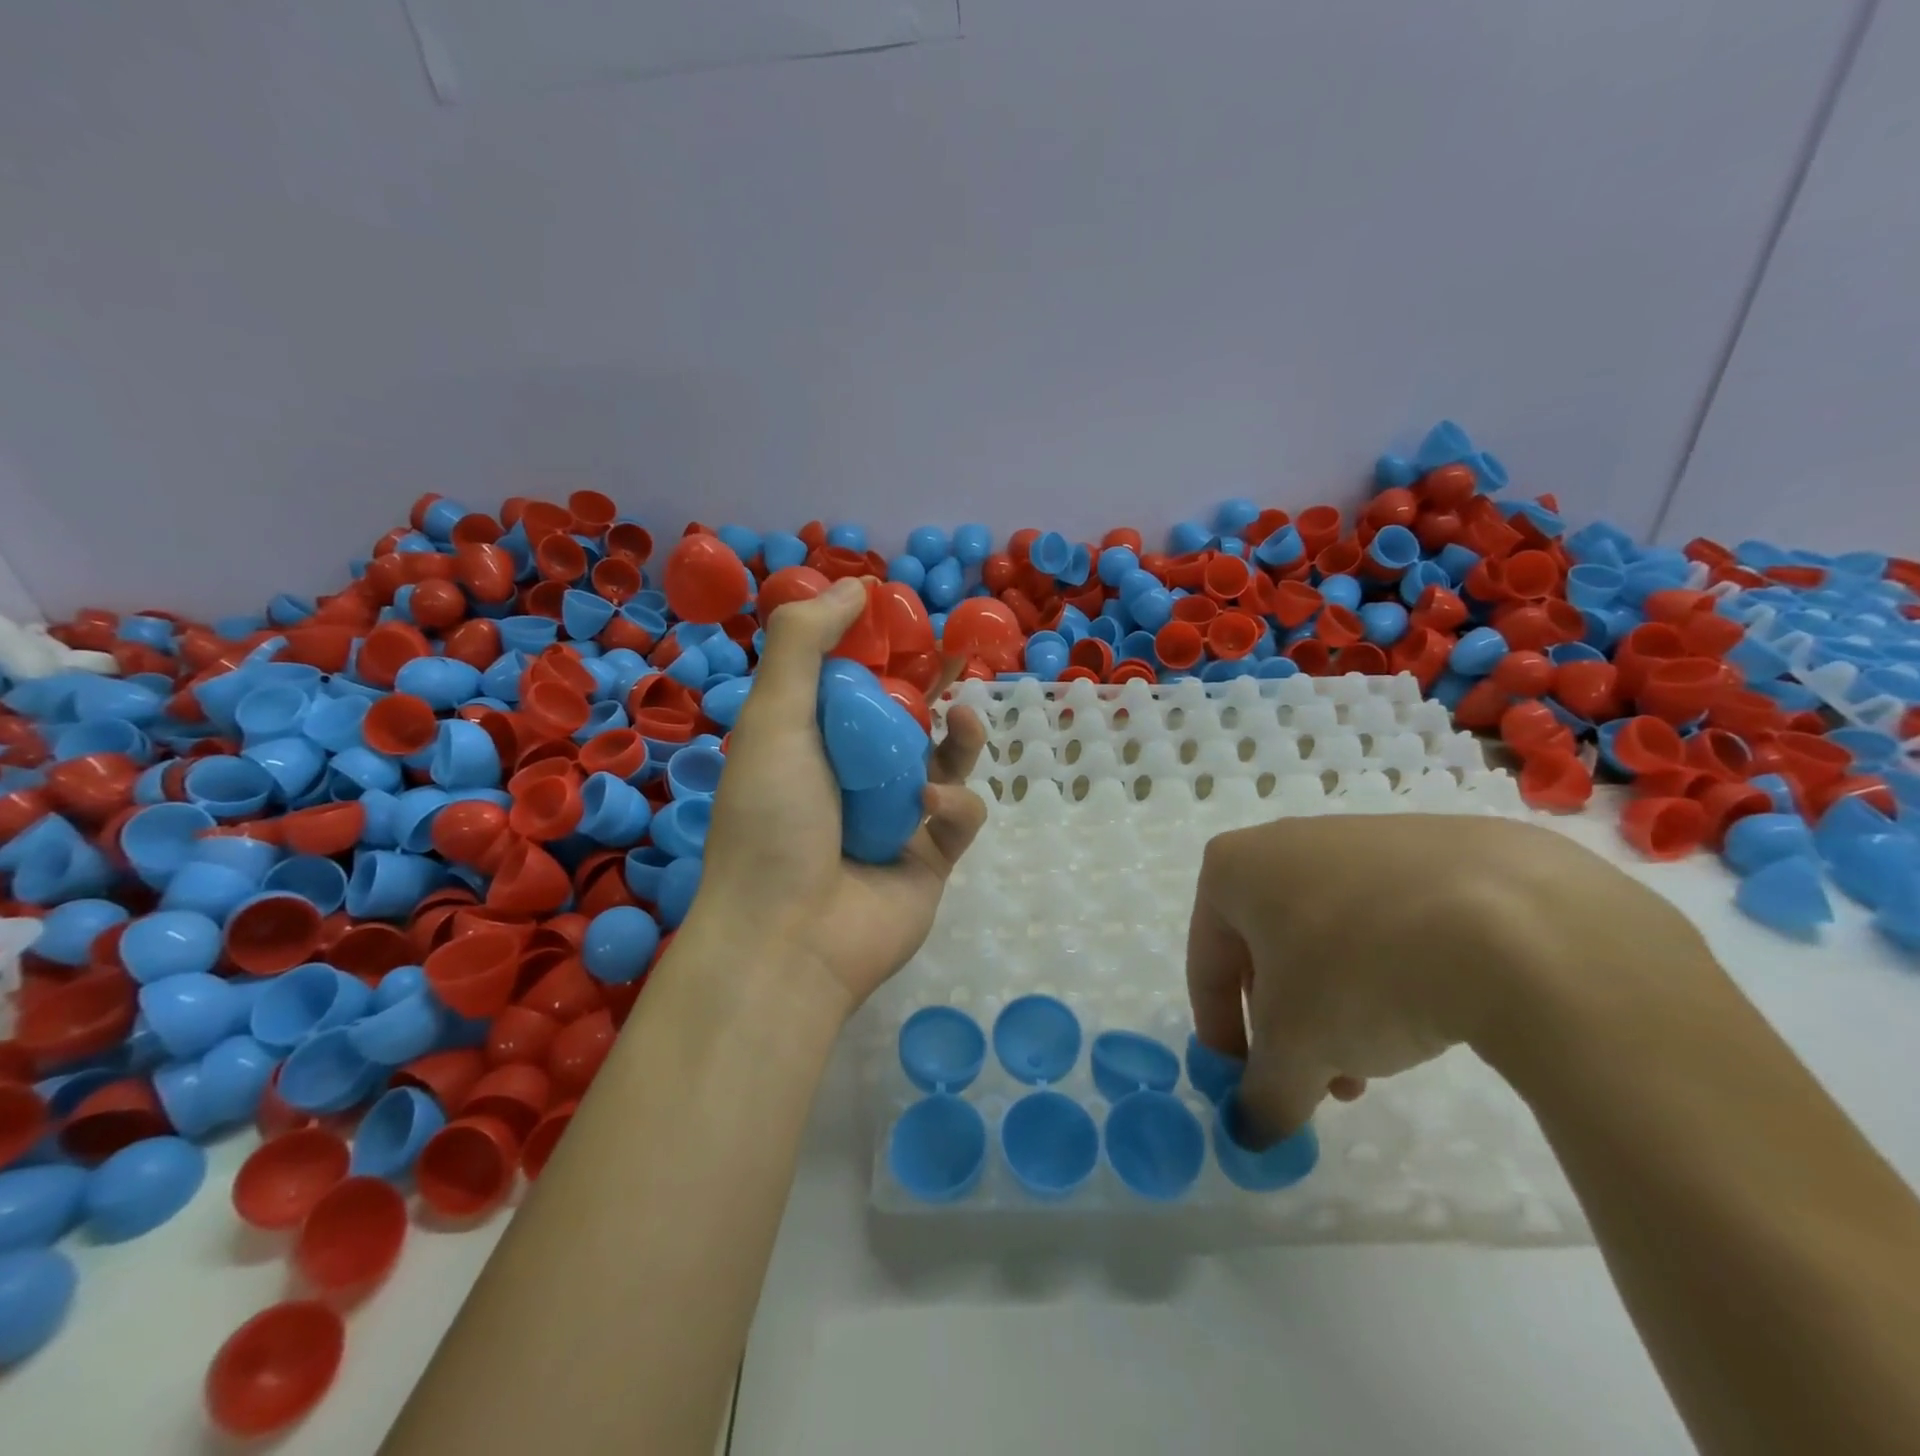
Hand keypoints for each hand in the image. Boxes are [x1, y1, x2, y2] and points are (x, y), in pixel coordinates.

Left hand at [695, 578, 987, 1020]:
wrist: (788, 937)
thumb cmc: (773, 819)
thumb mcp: (774, 717)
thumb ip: (803, 644)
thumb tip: (855, 586)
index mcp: (809, 747)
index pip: (850, 688)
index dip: (879, 654)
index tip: (906, 624)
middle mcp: (851, 782)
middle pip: (904, 723)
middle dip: (932, 691)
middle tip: (957, 659)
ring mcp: (894, 824)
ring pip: (941, 765)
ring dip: (957, 739)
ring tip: (964, 719)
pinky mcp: (930, 861)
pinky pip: (958, 817)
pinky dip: (953, 805)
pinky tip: (930, 807)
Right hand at [1186, 815, 1704, 1141]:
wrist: (1519, 922)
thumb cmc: (1362, 971)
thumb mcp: (1298, 1050)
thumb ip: (1263, 1096)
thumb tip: (1252, 1135)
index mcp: (1236, 868)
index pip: (1206, 961)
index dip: (1220, 1032)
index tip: (1246, 1084)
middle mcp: (1289, 842)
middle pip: (1270, 949)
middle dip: (1289, 1023)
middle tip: (1319, 1078)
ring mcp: (1366, 838)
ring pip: (1331, 936)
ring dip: (1339, 1003)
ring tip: (1380, 1058)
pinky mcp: (1437, 848)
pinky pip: (1391, 918)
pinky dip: (1392, 969)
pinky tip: (1432, 1011)